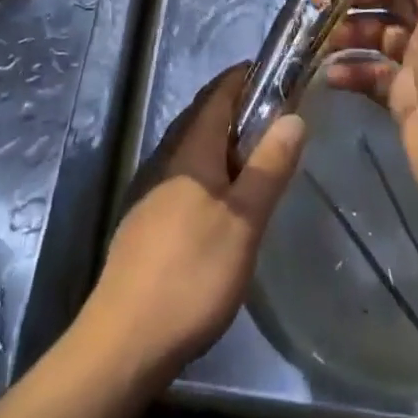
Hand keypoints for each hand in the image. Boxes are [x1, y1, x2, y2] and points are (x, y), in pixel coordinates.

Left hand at [88, 65, 304, 373]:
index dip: (247, 77)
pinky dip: (211, 170)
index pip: (219, 91)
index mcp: (192, 146)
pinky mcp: (148, 219)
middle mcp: (168, 156)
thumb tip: (294, 115)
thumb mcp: (244, 221)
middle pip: (205, 115)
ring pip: (195, 147)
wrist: (124, 341)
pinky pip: (186, 174)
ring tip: (260, 160)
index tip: (280, 76)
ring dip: (226, 142)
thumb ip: (270, 167)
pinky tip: (225, 202)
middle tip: (280, 122)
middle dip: (240, 109)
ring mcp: (153, 188)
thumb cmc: (191, 273)